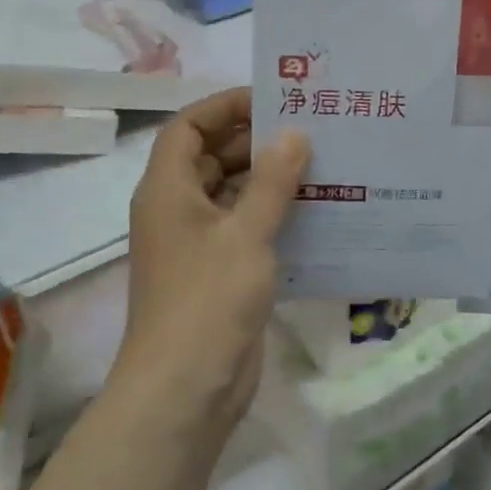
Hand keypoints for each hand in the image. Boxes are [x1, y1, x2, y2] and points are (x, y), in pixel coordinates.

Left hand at [112, 88, 309, 432]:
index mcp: (167, 190)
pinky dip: (274, 217)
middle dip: (257, 143)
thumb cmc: (208, 300)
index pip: (189, 127)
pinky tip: (318, 214)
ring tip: (324, 166)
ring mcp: (197, 245)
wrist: (186, 388)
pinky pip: (246, 230)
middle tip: (312, 131)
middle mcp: (178, 210)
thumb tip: (294, 134)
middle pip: (212, 159)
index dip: (225, 107)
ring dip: (271, 182)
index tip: (274, 101)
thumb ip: (272, 182)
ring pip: (233, 195)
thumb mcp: (246, 234)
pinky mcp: (219, 274)